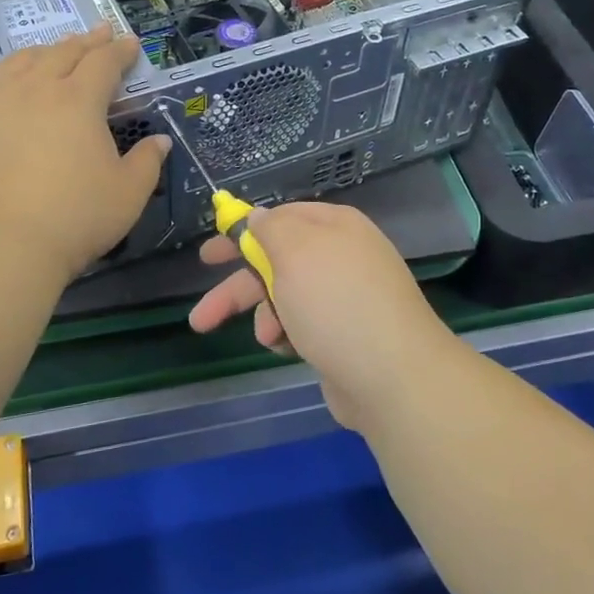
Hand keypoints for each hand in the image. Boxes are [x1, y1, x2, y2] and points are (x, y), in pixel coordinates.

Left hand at [0, 29, 169, 282]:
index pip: (104, 63)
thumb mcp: (128, 193)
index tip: (131, 43)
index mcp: (79, 101)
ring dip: (50, 49)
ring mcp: (0, 101)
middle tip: (102, 33)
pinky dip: (12, 66)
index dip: (120, 51)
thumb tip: (159, 141)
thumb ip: (147, 162)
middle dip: (88, 41)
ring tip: (60, 49)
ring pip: (26, 60)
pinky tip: (14, 74)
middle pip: (65, 52)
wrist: (3, 242)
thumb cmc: (76, 217)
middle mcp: (38, 89)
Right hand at [188, 202, 457, 430]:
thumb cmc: (336, 303)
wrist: (393, 377)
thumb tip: (258, 216)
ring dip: (265, 316)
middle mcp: (341, 257)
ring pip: (285, 298)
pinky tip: (285, 349)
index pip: (281, 217)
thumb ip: (270, 228)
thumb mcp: (295, 251)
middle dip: (238, 287)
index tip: (211, 253)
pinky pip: (302, 326)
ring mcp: (344, 298)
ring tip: (267, 337)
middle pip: (276, 262)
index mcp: (334, 227)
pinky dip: (287, 335)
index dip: (242, 232)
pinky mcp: (344, 335)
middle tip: (201, 313)